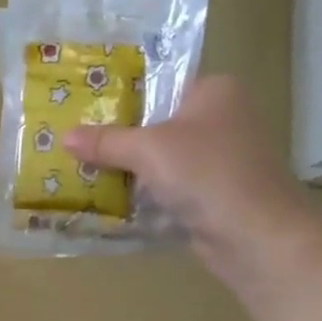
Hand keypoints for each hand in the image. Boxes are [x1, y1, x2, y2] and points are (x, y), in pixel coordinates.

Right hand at [63, 76, 311, 279]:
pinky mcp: (215, 195)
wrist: (257, 237)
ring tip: (83, 170)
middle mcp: (222, 119)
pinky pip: (170, 188)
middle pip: (157, 123)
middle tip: (76, 141)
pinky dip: (146, 195)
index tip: (83, 108)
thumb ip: (106, 141)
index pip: (159, 84)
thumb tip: (64, 137)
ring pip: (162, 159)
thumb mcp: (147, 150)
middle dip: (119, 137)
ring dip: (131, 170)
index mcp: (214, 92)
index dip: (121, 96)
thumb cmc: (206, 174)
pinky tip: (111, 200)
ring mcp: (220, 160)